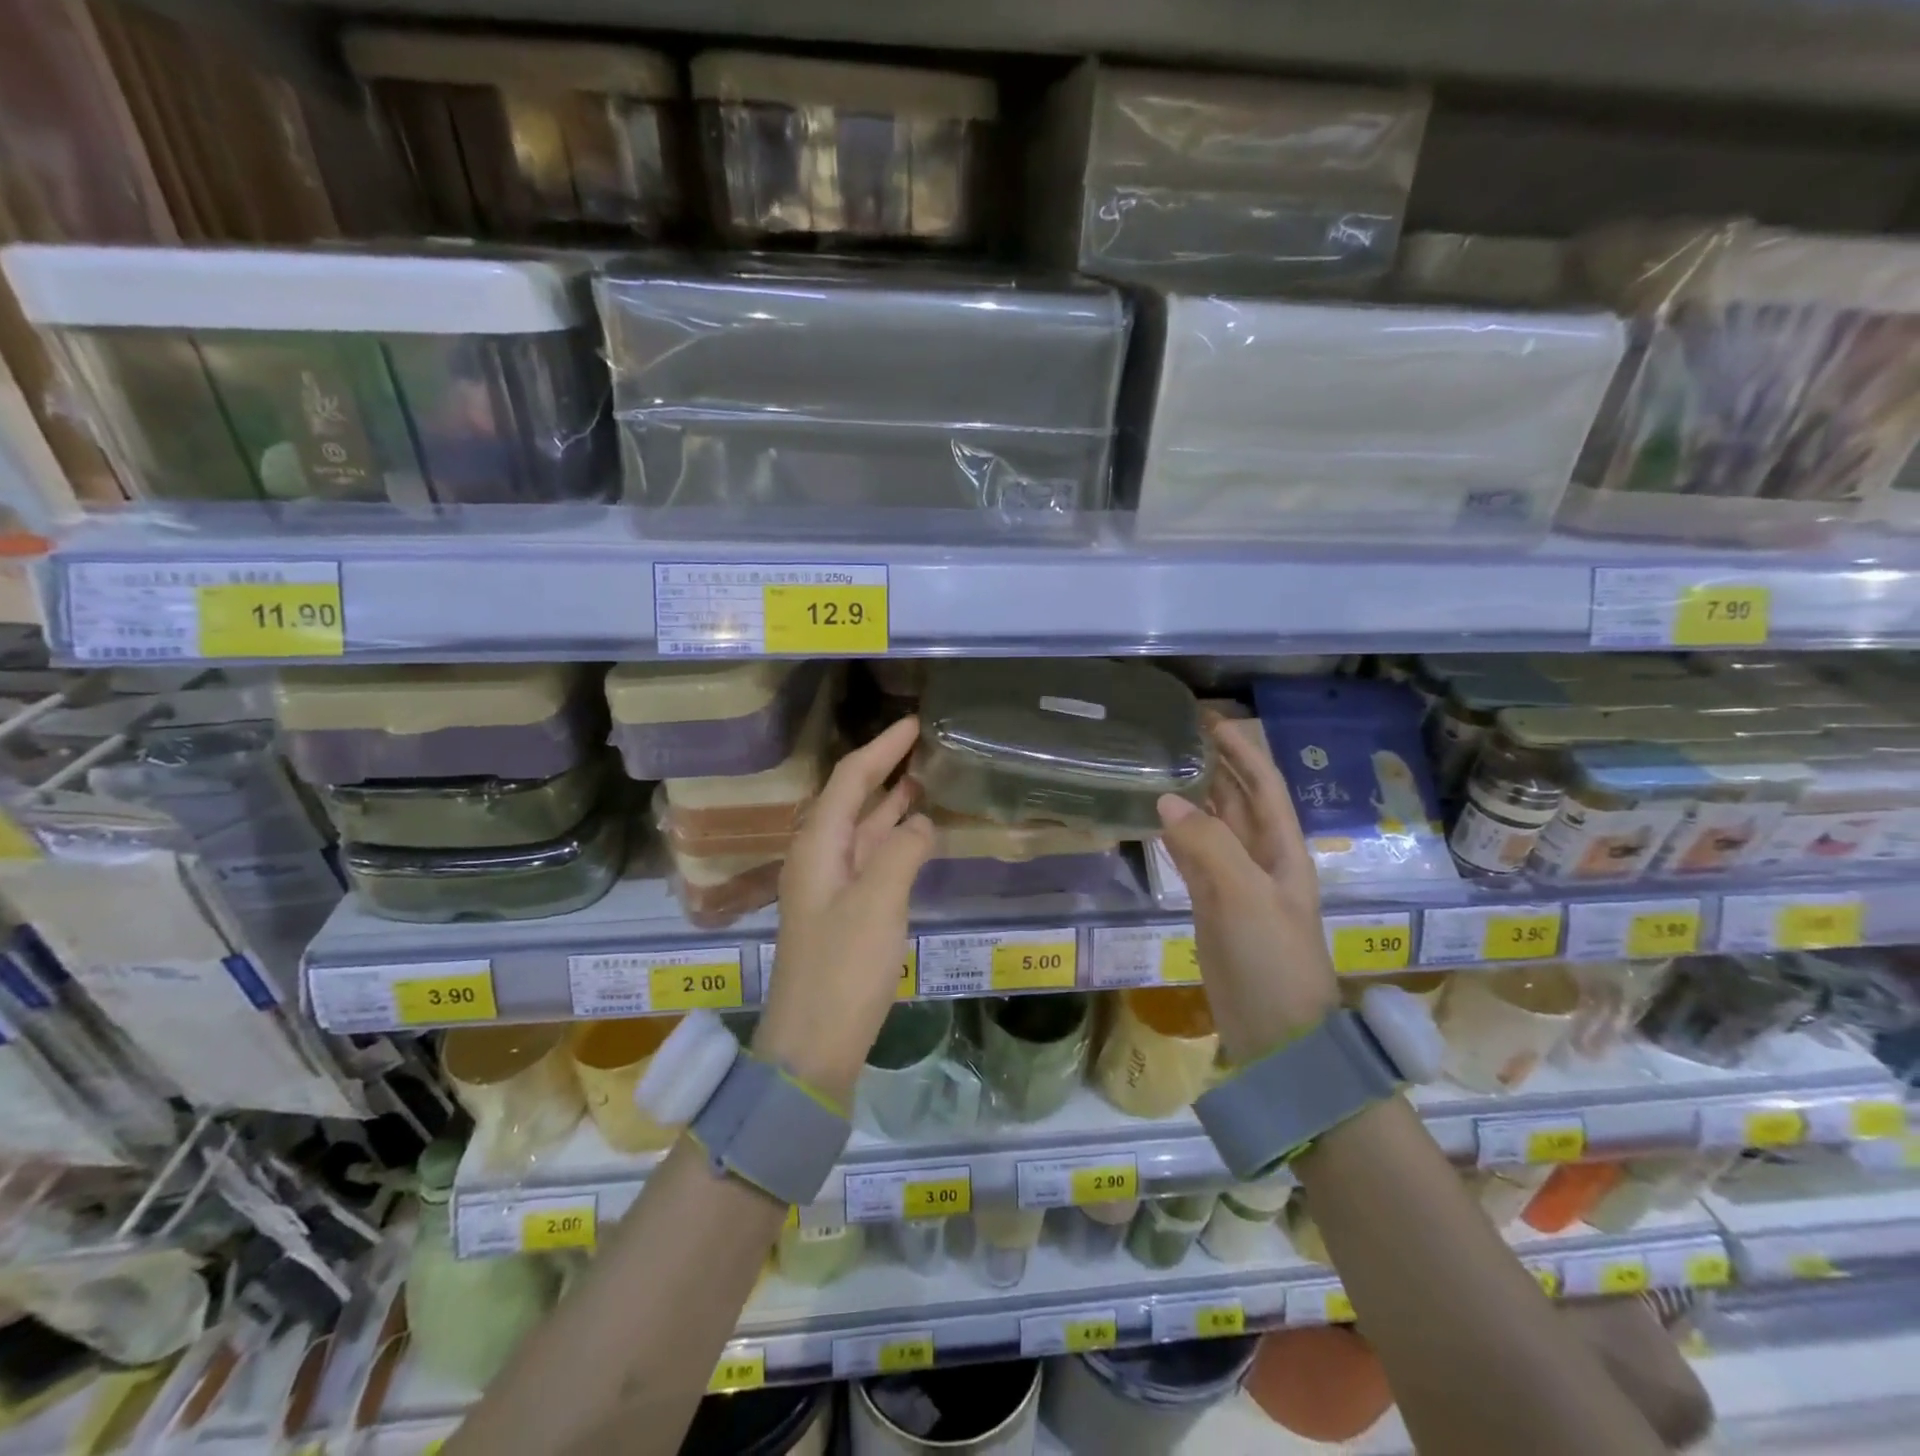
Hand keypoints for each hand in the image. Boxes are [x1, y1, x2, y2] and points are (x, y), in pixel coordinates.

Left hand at [755, 716, 933, 1106]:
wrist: (813, 1044)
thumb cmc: (843, 968)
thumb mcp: (878, 902)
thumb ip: (902, 851)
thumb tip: (921, 821)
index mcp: (818, 845)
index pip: (850, 779)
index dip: (881, 748)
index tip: (913, 724)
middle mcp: (819, 857)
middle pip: (852, 799)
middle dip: (884, 770)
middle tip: (923, 749)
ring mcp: (831, 886)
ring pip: (862, 830)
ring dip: (890, 804)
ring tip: (924, 781)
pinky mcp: (844, 913)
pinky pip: (871, 860)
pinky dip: (894, 841)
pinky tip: (917, 837)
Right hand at [1157, 716, 1338, 1063]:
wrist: (1277, 1034)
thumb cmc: (1272, 959)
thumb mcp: (1244, 896)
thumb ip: (1206, 844)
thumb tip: (1166, 798)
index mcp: (1282, 850)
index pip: (1263, 785)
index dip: (1242, 750)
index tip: (1210, 720)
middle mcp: (1260, 859)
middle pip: (1238, 801)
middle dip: (1216, 767)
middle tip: (1176, 737)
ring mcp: (1235, 885)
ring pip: (1212, 828)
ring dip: (1193, 798)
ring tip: (1160, 767)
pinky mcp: (1212, 908)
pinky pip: (1192, 859)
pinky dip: (1175, 836)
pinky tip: (1155, 820)